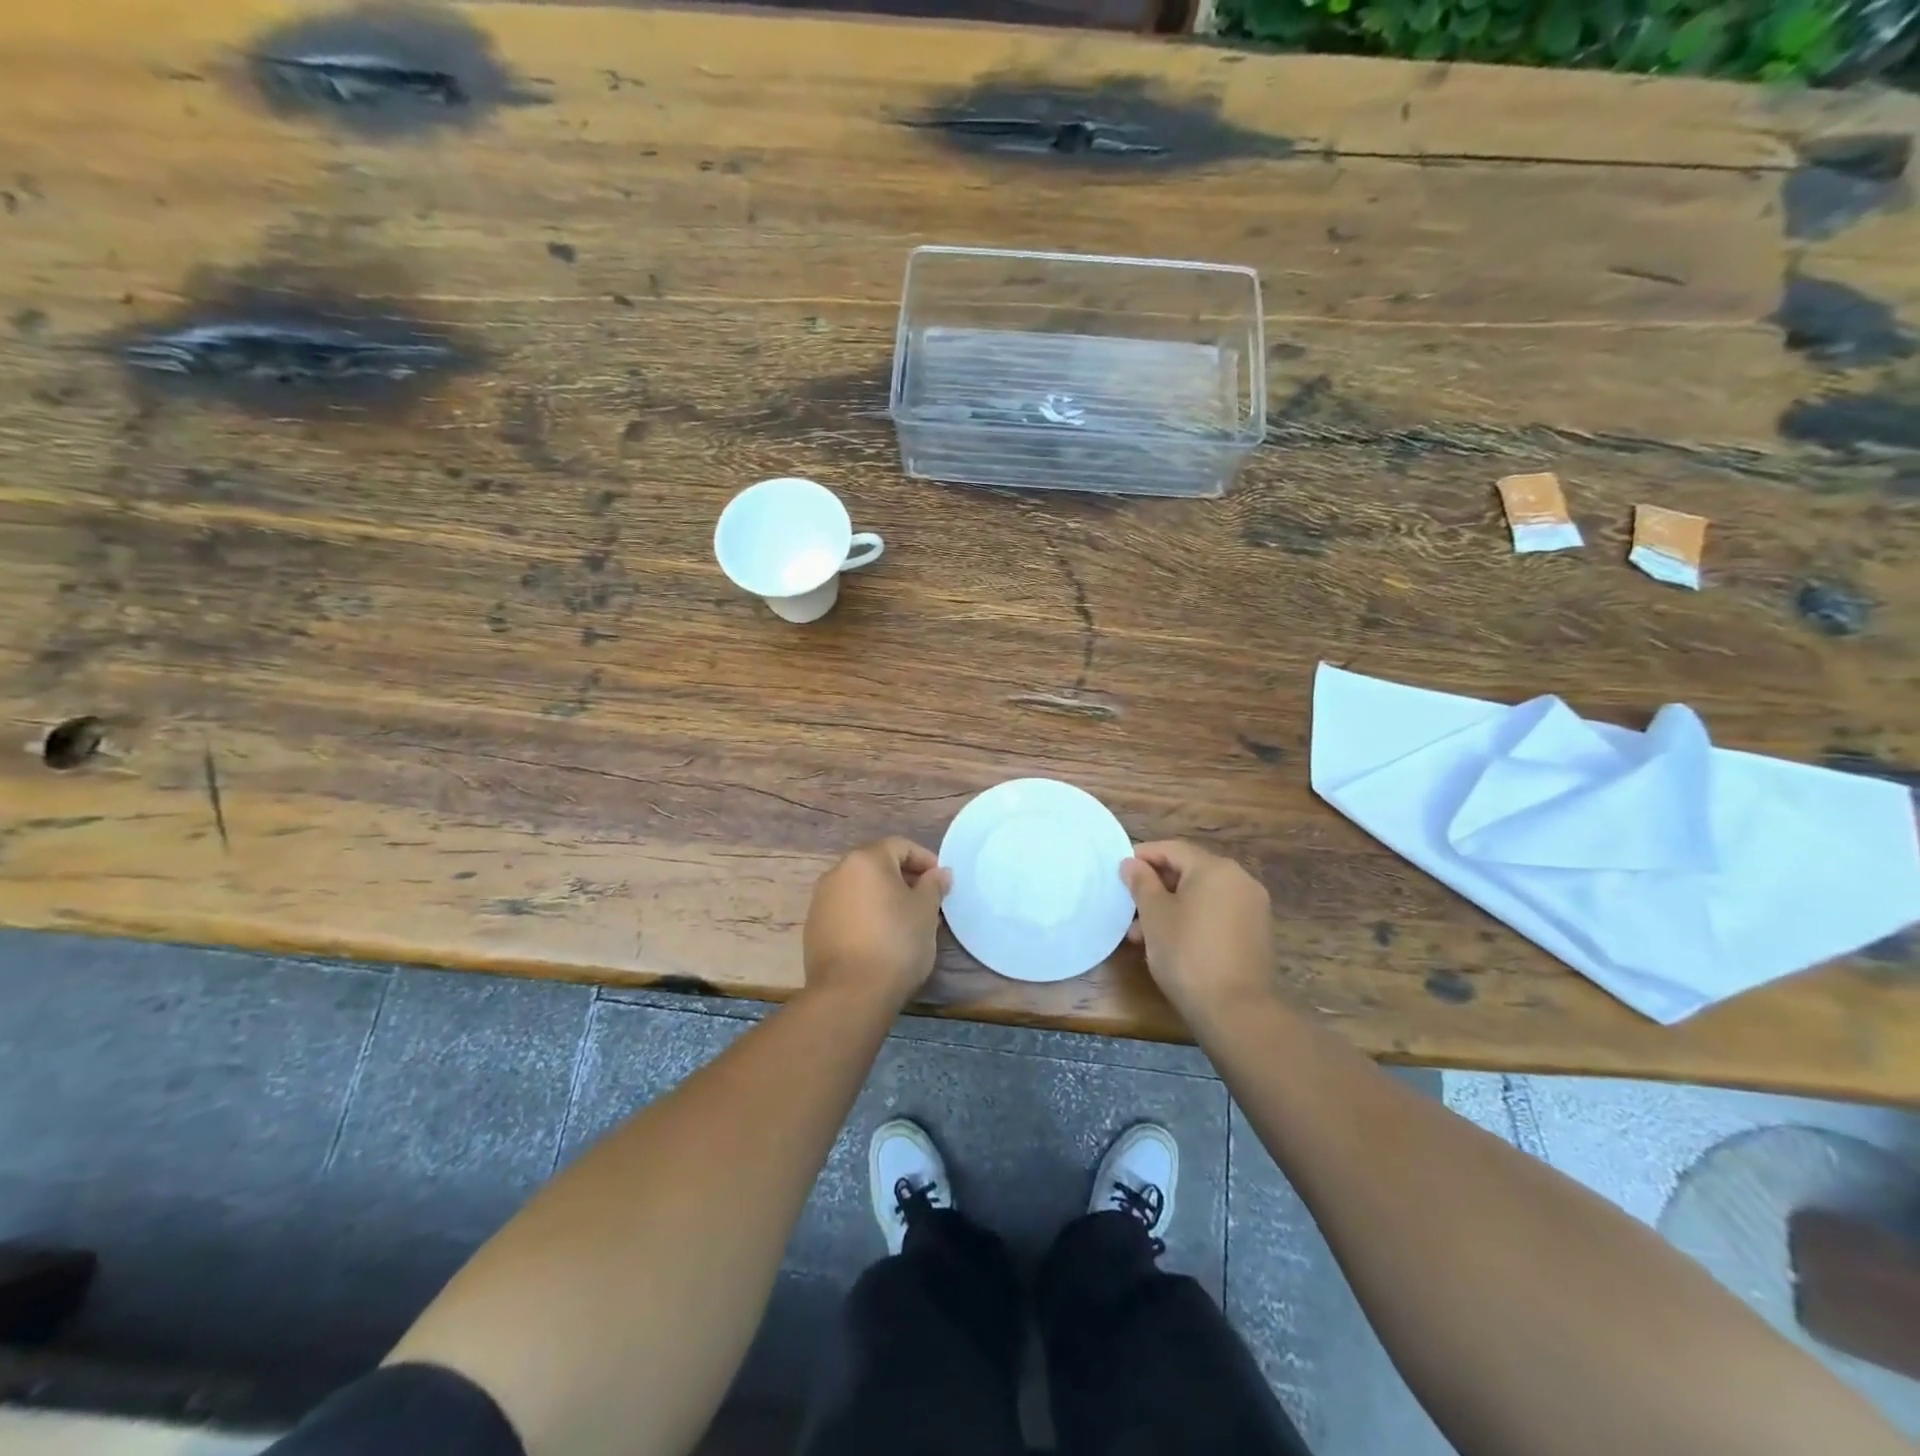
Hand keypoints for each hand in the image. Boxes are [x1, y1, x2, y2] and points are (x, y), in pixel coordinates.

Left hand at [803, 838, 950, 1007]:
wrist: (850, 993)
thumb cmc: (896, 942)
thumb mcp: (926, 911)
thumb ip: (933, 885)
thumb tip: (939, 873)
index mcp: (866, 860)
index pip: (900, 846)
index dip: (925, 859)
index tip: (941, 882)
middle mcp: (838, 873)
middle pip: (877, 866)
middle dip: (904, 879)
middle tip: (926, 902)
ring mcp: (821, 901)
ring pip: (860, 889)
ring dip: (883, 898)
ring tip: (904, 922)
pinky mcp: (813, 928)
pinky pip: (846, 911)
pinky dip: (864, 916)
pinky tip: (879, 939)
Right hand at [1122, 840, 1274, 1020]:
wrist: (1235, 1009)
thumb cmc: (1186, 953)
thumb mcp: (1154, 915)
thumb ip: (1141, 882)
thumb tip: (1131, 863)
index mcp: (1215, 868)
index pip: (1172, 849)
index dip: (1143, 856)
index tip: (1120, 872)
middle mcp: (1240, 880)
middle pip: (1189, 871)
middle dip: (1155, 887)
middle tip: (1129, 907)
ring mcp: (1253, 907)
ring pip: (1202, 896)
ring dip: (1171, 906)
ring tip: (1143, 934)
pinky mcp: (1256, 933)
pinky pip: (1217, 914)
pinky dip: (1193, 919)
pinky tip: (1172, 942)